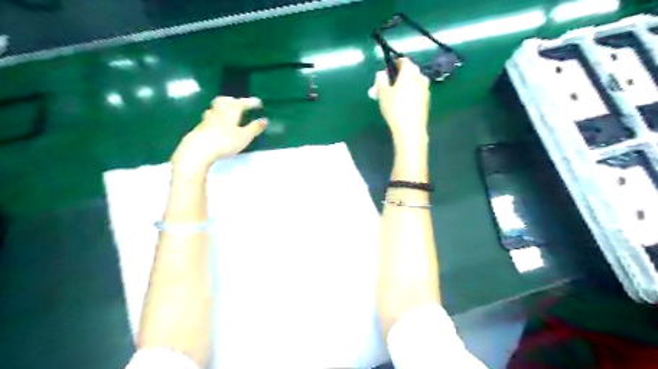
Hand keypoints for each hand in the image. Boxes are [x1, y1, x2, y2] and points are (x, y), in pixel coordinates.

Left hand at [172, 97, 269, 173]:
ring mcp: (207, 118)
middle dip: (232, 100)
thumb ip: (254, 128)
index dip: (250, 102)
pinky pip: (209, 117)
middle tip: (238, 103)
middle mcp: (218, 111)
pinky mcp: (200, 127)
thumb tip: (264, 120)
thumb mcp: (244, 136)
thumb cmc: (225, 141)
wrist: (199, 149)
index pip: (242, 103)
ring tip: (227, 112)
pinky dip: (215, 117)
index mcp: (231, 111)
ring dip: (222, 107)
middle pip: (224, 101)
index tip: (258, 103)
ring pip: (215, 108)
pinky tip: (216, 124)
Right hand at [376, 57, 433, 149]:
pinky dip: (411, 92)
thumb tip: (381, 73)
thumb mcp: (382, 94)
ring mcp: (426, 89)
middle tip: (390, 83)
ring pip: (415, 81)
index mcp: (409, 73)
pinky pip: (418, 91)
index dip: (396, 62)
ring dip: (407, 84)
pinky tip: (404, 103)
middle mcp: (420, 78)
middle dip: (401, 74)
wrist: (410, 128)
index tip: (388, 69)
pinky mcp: (427, 100)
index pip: (404, 61)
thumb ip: (381, 81)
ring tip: (396, 94)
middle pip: (411, 70)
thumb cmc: (394, 109)